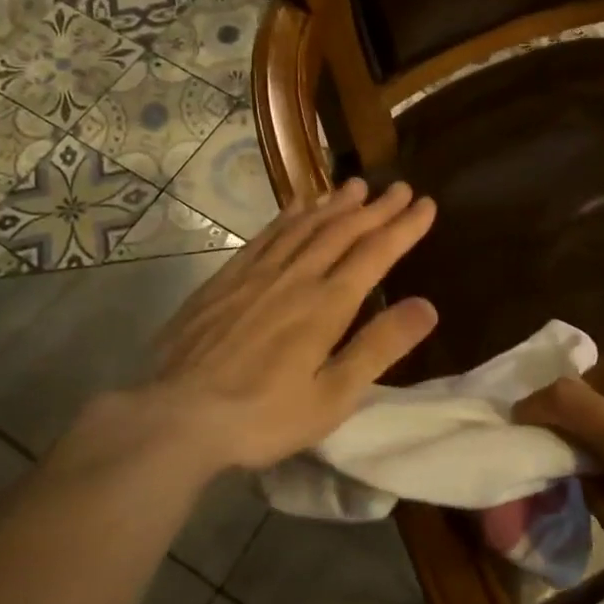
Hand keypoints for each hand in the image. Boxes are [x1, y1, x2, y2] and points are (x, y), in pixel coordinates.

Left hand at [55, 180, 437, 481]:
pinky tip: (298, 207)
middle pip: (342, 231)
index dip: (404, 227)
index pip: (375, 253)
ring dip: (335, 204)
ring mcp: (257, 274)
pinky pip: (266, 235)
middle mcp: (296, 277)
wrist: (176, 417)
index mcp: (326, 305)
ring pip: (304, 226)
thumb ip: (379, 348)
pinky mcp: (226, 280)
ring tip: (357, 186)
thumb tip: (428, 306)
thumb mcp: (333, 397)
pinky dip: (289, 216)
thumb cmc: (263, 416)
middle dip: (376, 208)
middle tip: (400, 187)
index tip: (427, 204)